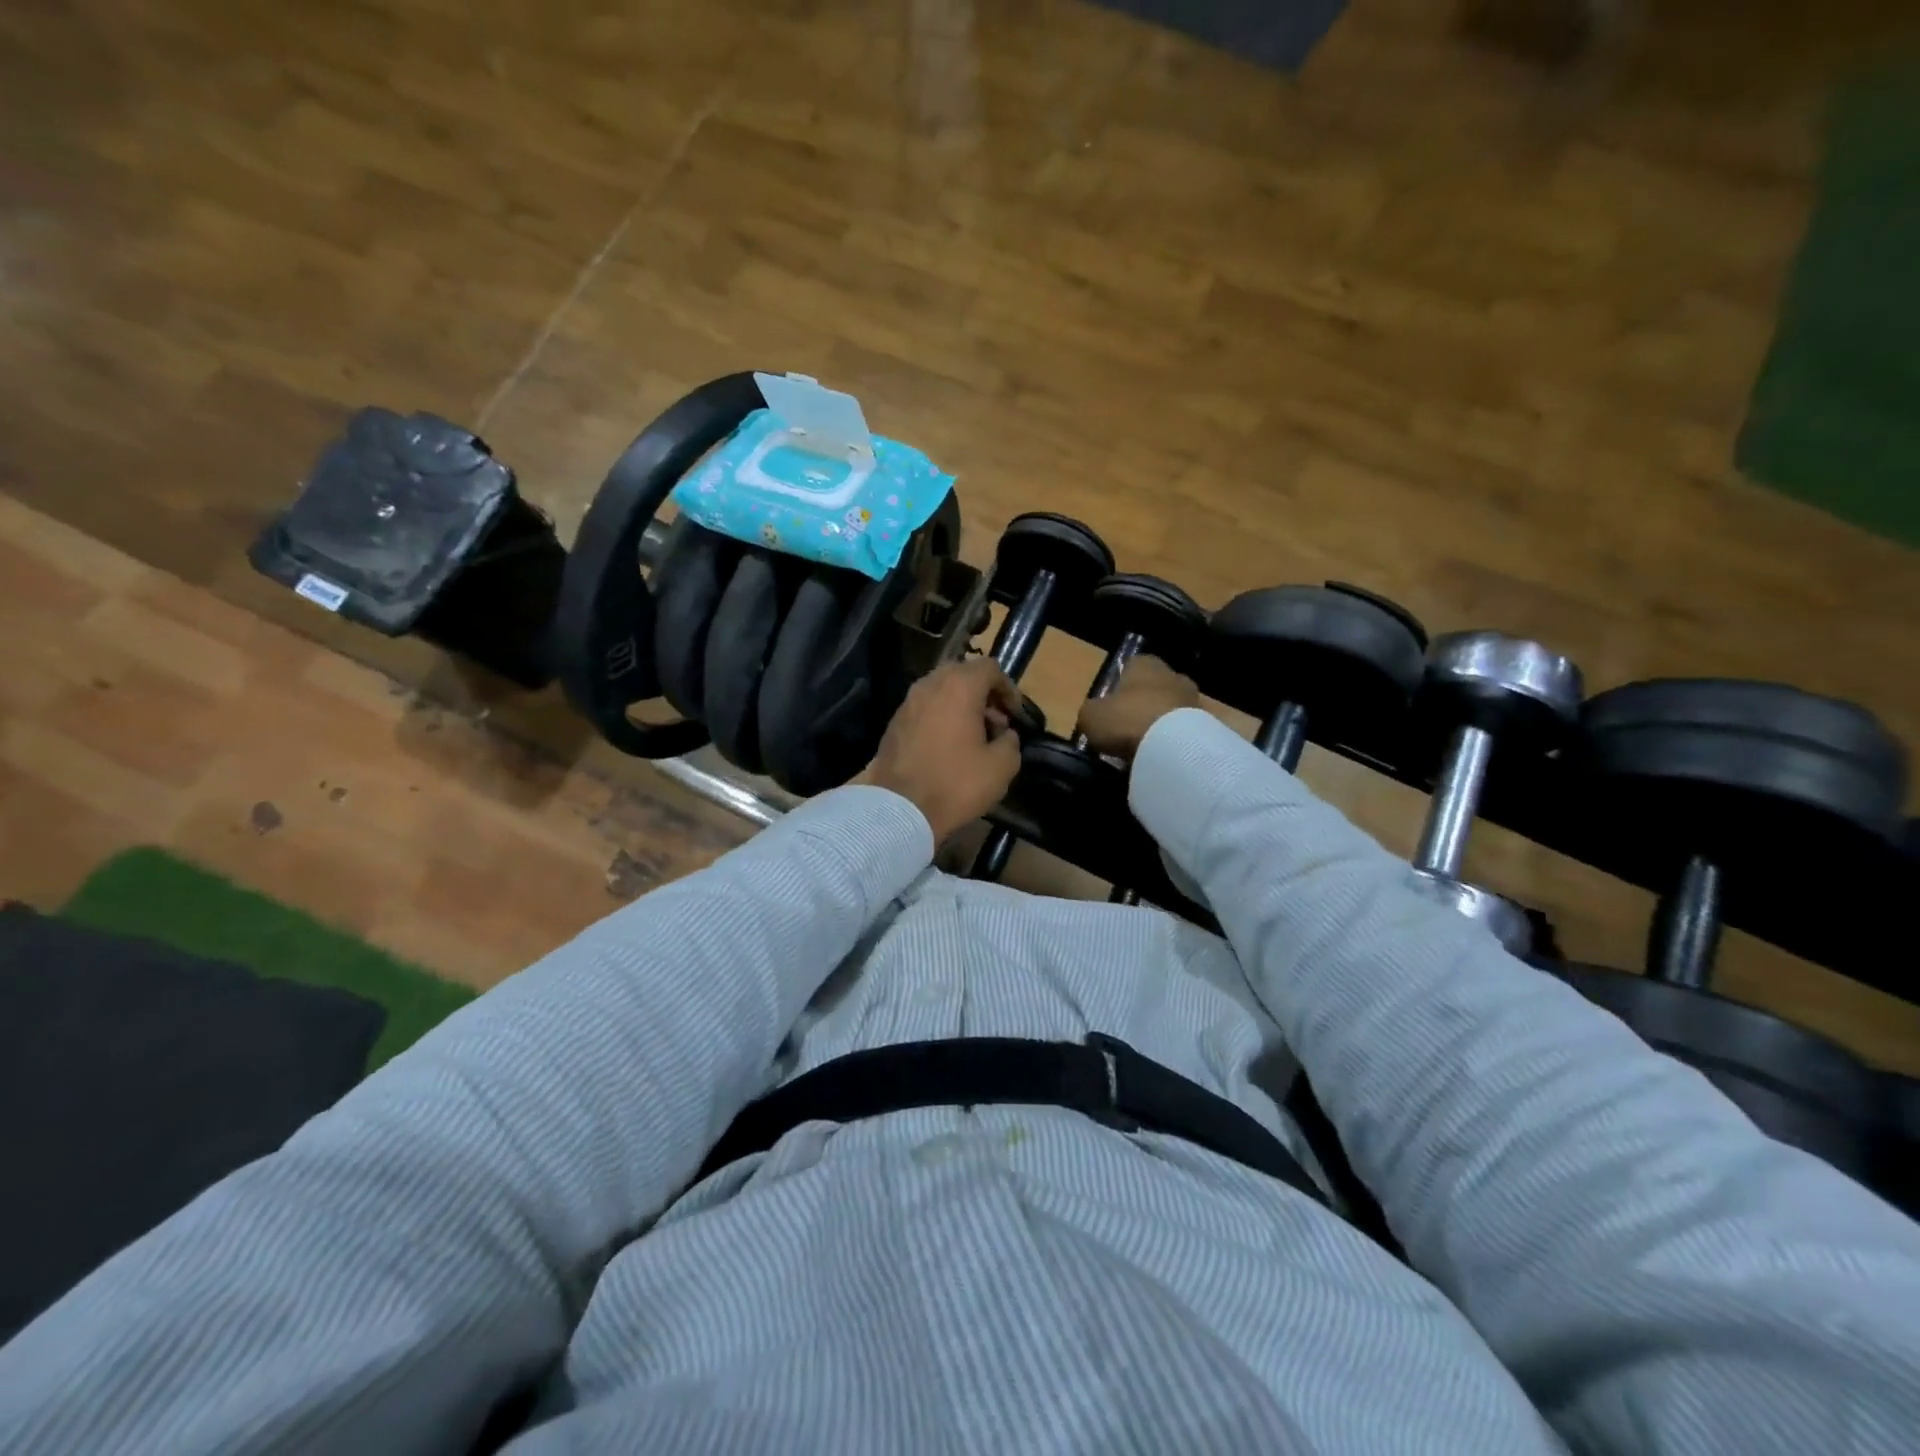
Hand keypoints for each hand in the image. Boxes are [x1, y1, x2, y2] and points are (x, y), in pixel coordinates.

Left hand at [861, 658, 1023, 842]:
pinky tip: (949, 747)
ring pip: (942, 692)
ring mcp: (908, 702)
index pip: (990, 668)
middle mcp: (930, 684)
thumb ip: (1011, 742)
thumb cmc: (955, 783)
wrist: (899, 809)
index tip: (1016, 715)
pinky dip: (941, 718)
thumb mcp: (1001, 767)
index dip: (1008, 688)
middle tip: (997, 724)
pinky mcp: (894, 722)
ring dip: (962, 707)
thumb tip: (1006, 734)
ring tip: (975, 738)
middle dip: (984, 695)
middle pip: (963, 675)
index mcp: (959, 686)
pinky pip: (926, 709)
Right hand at [1076, 655, 1199, 763]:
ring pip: (1171, 708)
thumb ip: (1092, 711)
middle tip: (1127, 728)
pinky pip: (1184, 730)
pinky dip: (1174, 740)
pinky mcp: (1207, 724)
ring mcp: (1193, 698)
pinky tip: (1162, 756)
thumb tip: (1095, 716)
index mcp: (1144, 663)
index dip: (1119, 685)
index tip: (1111, 706)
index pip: (1130, 666)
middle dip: (1143, 704)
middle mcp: (1173, 674)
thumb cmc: (1127, 719)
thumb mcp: (1091, 716)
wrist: (1173, 746)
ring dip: (1161, 723)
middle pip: (1154, 687)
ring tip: (1145, 747)